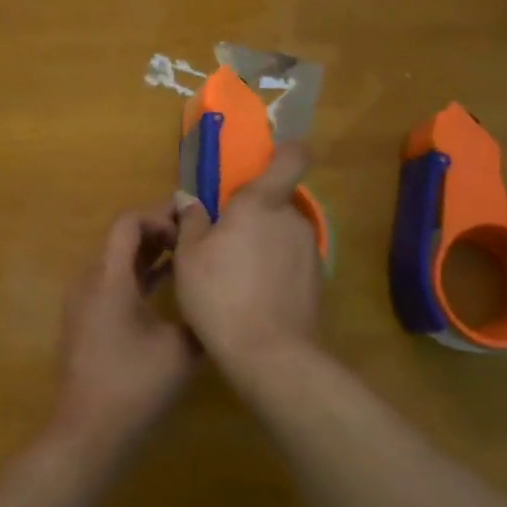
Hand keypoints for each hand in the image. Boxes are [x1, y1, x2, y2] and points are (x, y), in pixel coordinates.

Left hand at [52, 206, 199, 456]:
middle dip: (157, 234)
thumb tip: (216, 294)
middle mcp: (90, 282)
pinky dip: (137, 277)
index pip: (128, 223)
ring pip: (116, 262)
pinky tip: (165, 289)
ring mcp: (83, 302)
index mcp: (110, 279)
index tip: (189, 230)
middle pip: (121, 240)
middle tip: (193, 239)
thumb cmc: (135, 387)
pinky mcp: (85, 321)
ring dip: (148, 256)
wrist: (88, 434)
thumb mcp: (181, 350)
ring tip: (185, 260)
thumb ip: (198, 315)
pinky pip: (111, 283)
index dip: (159, 218)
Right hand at [174, 144, 321, 378]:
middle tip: (224, 240)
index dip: (286, 151)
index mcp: (261, 203)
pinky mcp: (317, 281)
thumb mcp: (189, 256)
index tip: (269, 158)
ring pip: (282, 234)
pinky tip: (253, 297)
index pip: (291, 158)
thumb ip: (192, 220)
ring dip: (263, 244)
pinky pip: (291, 262)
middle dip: (254, 215)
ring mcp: (309, 251)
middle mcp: (292, 219)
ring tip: (235, 276)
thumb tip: (189, 198)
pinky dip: (274, 270)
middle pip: (276, 202)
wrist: (270, 355)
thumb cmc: (220, 294)